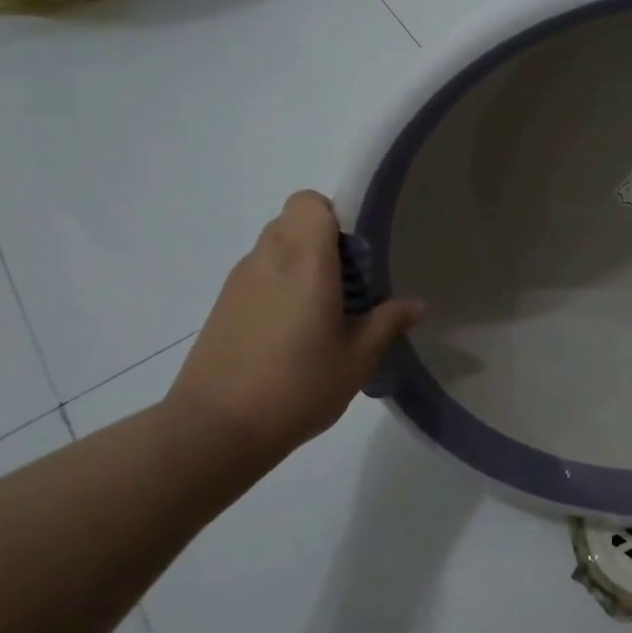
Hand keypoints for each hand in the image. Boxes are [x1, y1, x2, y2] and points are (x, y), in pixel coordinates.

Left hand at [166, 191, 423, 458]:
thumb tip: (416, 304)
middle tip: (346, 282)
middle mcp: (267, 259)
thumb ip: (387, 322)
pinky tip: (291, 332)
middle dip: (322, 240)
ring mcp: (238, 282)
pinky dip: (277, 286)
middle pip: (292, 221)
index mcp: (304, 261)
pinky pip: (257, 275)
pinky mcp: (222, 306)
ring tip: (321, 311)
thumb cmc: (297, 386)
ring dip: (299, 263)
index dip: (334, 215)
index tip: (356, 251)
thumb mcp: (357, 358)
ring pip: (273, 248)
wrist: (215, 430)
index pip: (308, 202)